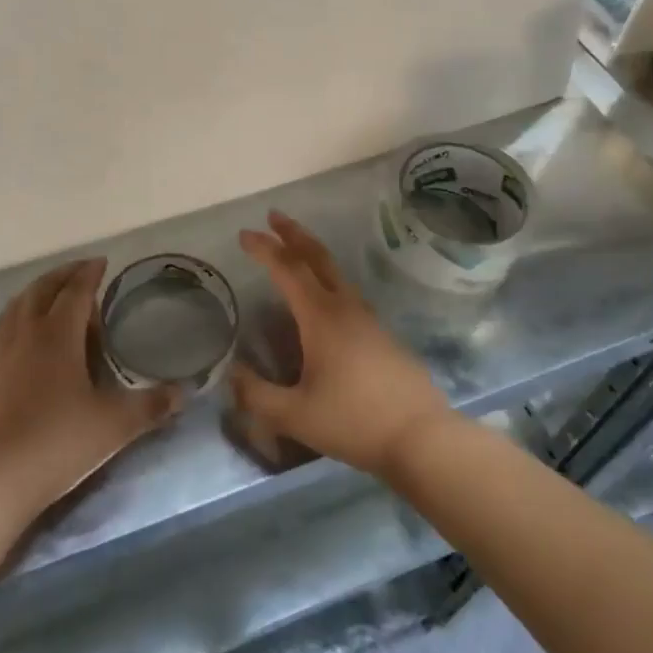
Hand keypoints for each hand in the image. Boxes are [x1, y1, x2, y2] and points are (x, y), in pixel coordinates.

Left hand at [0, 258, 179, 513]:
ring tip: (50, 295)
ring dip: (36, 293)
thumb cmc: (59, 442)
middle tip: (79, 272)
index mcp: (58, 334)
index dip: (89, 274)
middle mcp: (26, 333)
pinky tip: (20, 335)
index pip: (75, 292)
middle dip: (62, 276)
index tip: (101, 262)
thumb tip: (183, 394)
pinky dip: (15, 318)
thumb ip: (151, 406)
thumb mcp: (115, 425)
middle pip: (42, 290)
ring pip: (16, 307)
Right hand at [232, 212, 454, 476]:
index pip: (288, 270)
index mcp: (321, 317)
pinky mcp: (381, 335)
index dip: (264, 249)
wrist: (421, 437)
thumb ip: (257, 395)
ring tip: (293, 250)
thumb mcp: (295, 415)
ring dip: (311, 254)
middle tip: (274, 216)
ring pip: (335, 273)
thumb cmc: (354, 421)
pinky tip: (320, 300)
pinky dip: (325, 278)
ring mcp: (368, 319)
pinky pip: (346, 292)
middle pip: (317, 257)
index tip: (244, 234)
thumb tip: (231, 375)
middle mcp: (345, 307)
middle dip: (293, 234)